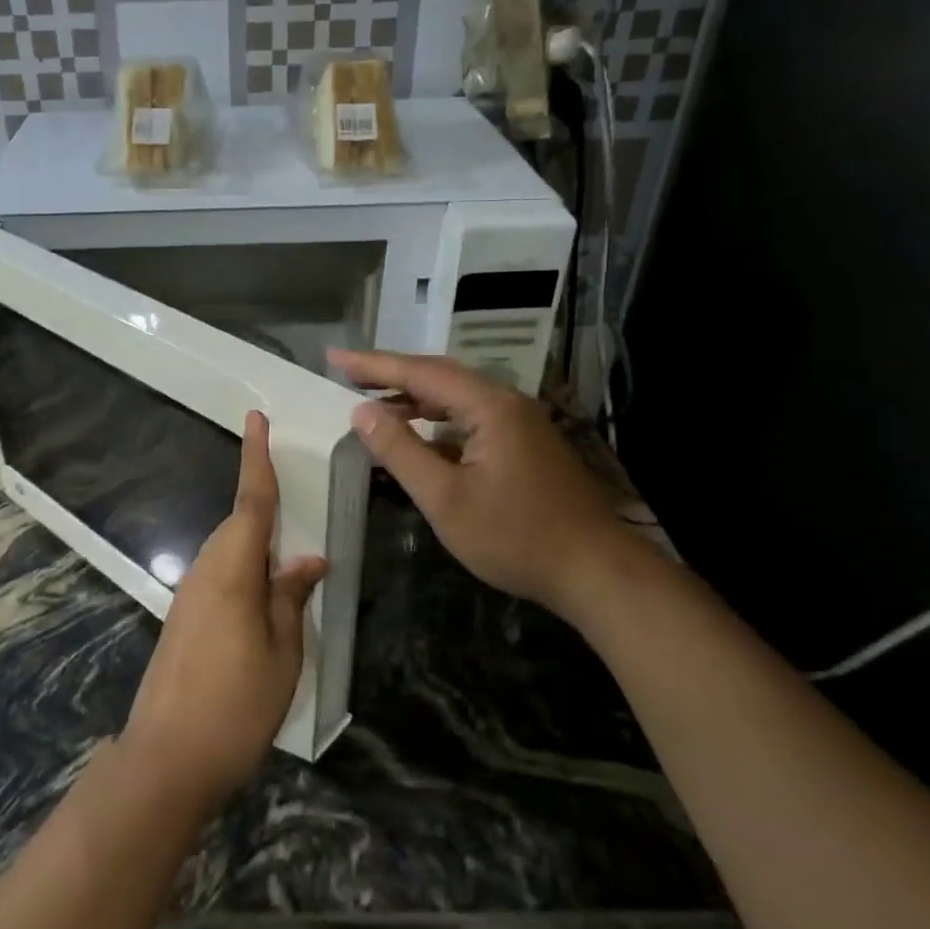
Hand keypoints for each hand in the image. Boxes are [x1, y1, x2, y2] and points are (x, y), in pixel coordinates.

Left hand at [120, 411, 325, 811]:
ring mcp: (189, 597)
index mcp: (233, 571)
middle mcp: (205, 572)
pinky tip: (264, 603)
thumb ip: (291, 599)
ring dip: (257, 547)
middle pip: (239, 526)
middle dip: (265, 510)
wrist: (166, 759)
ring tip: (291, 566)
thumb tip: (308, 561)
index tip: (256, 418)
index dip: (256, 458)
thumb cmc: (236, 706)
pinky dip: (244, 574)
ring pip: (228, 553)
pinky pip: (219, 578)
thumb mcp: (282, 654)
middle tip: (299, 509)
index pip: (251, 502)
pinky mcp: (182, 620)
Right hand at [329, 349, 637, 622]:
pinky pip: (471, 419)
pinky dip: (437, 421)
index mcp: (489, 407)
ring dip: (414, 397)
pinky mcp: (525, 446)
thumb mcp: (445, 498)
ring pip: (457, 398)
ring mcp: (521, 424)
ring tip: (374, 402)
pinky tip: (419, 436)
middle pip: (440, 376)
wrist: (595, 572)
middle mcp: (507, 403)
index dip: (373, 364)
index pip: (420, 372)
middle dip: (392, 373)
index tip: (334, 357)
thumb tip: (362, 413)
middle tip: (348, 373)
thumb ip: (400, 451)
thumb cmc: (515, 537)